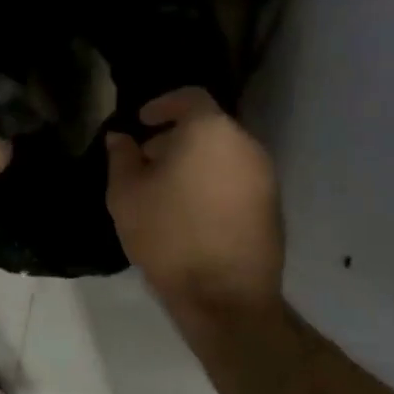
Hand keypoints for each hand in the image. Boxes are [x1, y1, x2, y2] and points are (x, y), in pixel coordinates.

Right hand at [105, 87, 283, 321]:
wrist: (225, 296)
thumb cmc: (169, 235)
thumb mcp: (126, 194)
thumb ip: (122, 157)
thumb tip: (121, 138)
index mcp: (210, 131)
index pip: (189, 97)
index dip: (163, 105)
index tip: (142, 122)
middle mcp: (245, 144)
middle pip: (208, 126)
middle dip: (176, 137)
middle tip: (148, 161)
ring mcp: (264, 176)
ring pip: (224, 153)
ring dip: (196, 161)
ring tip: (167, 190)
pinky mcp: (273, 205)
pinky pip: (238, 179)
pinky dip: (215, 182)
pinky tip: (193, 211)